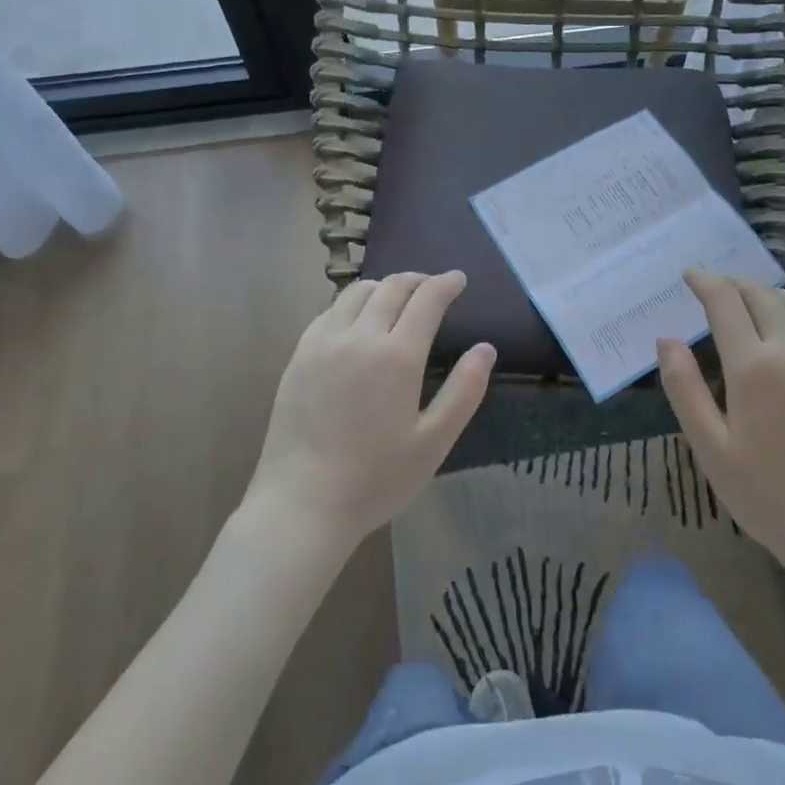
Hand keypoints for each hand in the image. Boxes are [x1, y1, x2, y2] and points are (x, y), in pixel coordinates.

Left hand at [246, 271, 494, 551]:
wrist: (301, 505)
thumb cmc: (375, 479)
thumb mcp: (434, 442)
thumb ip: (464, 391)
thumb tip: (486, 348)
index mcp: (396, 356)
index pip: (426, 300)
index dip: (446, 284)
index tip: (458, 279)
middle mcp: (359, 337)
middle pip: (391, 287)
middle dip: (418, 280)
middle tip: (433, 286)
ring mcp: (323, 343)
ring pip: (357, 292)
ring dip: (384, 286)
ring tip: (398, 298)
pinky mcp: (299, 356)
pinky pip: (330, 311)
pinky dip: (352, 304)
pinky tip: (358, 321)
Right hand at [658, 271, 784, 566]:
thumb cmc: (765, 491)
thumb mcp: (709, 446)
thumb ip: (684, 387)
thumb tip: (667, 339)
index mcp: (754, 366)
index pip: (726, 302)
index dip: (705, 282)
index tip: (688, 276)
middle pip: (762, 294)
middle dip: (733, 283)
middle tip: (711, 288)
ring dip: (764, 292)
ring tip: (743, 300)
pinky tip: (783, 325)